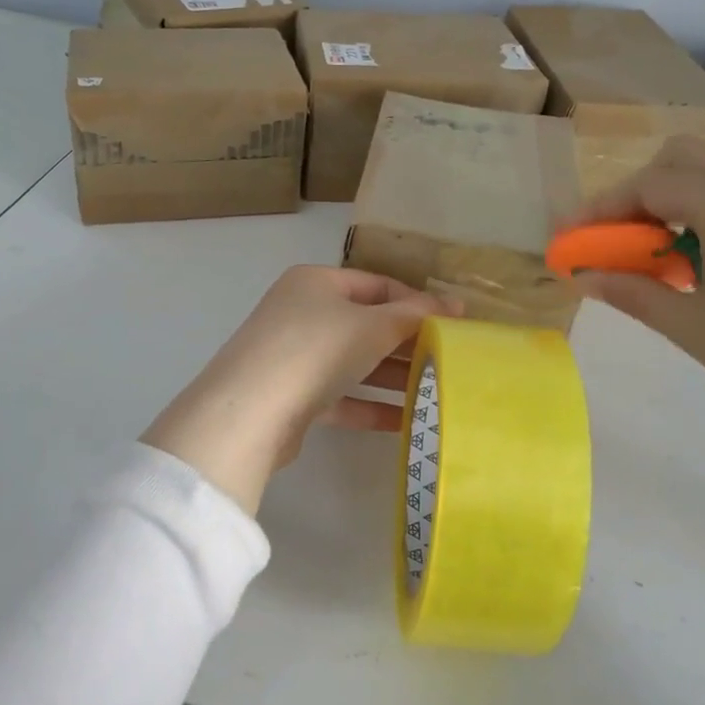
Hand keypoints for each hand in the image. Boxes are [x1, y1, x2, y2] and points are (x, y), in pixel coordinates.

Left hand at [141, 266, 457, 514]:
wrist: (249, 412)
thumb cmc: (316, 349)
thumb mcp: (372, 326)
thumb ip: (414, 316)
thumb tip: (454, 305)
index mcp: (316, 282)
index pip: (378, 284)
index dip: (417, 302)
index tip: (455, 323)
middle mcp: (302, 312)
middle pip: (366, 324)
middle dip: (407, 343)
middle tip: (450, 361)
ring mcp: (294, 355)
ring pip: (354, 362)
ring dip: (392, 377)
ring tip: (437, 392)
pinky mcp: (292, 396)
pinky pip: (341, 396)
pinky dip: (370, 406)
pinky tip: (406, 422)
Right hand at [569, 138, 704, 457]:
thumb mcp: (694, 328)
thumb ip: (632, 291)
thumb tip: (583, 276)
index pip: (650, 185)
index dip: (601, 209)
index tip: (570, 238)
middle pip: (682, 159)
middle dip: (637, 193)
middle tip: (615, 240)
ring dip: (674, 199)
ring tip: (656, 254)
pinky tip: (703, 259)